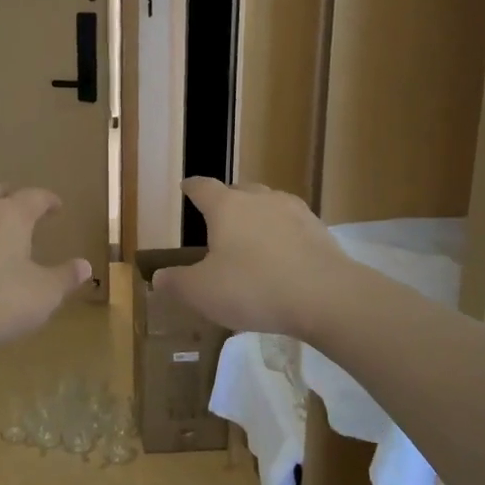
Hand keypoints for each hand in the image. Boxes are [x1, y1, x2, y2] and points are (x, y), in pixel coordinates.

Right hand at [152, 178, 354, 338]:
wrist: (326, 297)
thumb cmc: (253, 288)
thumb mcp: (202, 292)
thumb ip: (177, 283)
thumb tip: (159, 277)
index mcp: (226, 207)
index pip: (203, 187)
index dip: (192, 188)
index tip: (186, 187)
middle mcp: (260, 199)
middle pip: (239, 190)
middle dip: (227, 201)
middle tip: (219, 219)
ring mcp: (294, 212)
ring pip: (269, 205)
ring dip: (258, 217)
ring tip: (252, 238)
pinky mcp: (320, 231)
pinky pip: (293, 226)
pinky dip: (283, 236)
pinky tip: (283, 257)